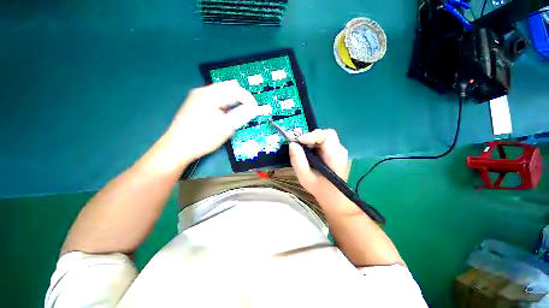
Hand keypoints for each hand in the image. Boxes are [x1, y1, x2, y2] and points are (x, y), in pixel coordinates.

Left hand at [161, 81, 257, 163]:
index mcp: (210, 95)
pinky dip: (223, 105)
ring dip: (232, 103)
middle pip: (228, 89)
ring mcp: (197, 97)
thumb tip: (254, 108)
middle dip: (240, 100)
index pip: (235, 90)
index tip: (255, 109)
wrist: (176, 147)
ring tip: (237, 116)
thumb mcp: (225, 128)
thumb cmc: (202, 138)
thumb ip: (241, 115)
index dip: (248, 99)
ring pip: (221, 95)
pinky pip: (214, 99)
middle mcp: (203, 91)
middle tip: (247, 113)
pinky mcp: (195, 104)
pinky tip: (224, 116)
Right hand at [289, 129, 348, 200]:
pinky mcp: (334, 152)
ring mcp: (338, 150)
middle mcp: (339, 150)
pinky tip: (308, 153)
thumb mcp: (305, 177)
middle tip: (299, 145)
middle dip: (311, 137)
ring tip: (303, 150)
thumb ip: (298, 161)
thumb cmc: (320, 189)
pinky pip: (323, 142)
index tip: (297, 141)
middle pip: (326, 134)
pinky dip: (314, 144)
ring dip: (311, 140)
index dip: (311, 136)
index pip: (326, 136)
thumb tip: (292, 144)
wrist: (333, 197)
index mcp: (335, 156)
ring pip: (324, 137)